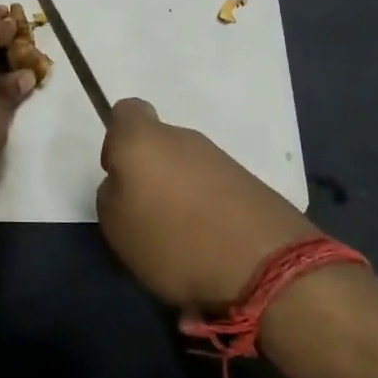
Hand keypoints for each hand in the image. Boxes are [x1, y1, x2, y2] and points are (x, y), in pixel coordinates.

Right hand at [96, 99, 318, 311]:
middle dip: (152, 174)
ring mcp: (221, 159)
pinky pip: (214, 189)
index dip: (116, 140)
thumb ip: (111, 193)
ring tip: (181, 240)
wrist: (266, 265)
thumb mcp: (116, 226)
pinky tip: (210, 245)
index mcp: (143, 139)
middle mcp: (183, 138)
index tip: (118, 175)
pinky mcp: (250, 183)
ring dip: (181, 194)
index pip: (125, 111)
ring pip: (187, 168)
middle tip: (147, 217)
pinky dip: (208, 210)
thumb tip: (125, 184)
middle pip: (158, 144)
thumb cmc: (174, 240)